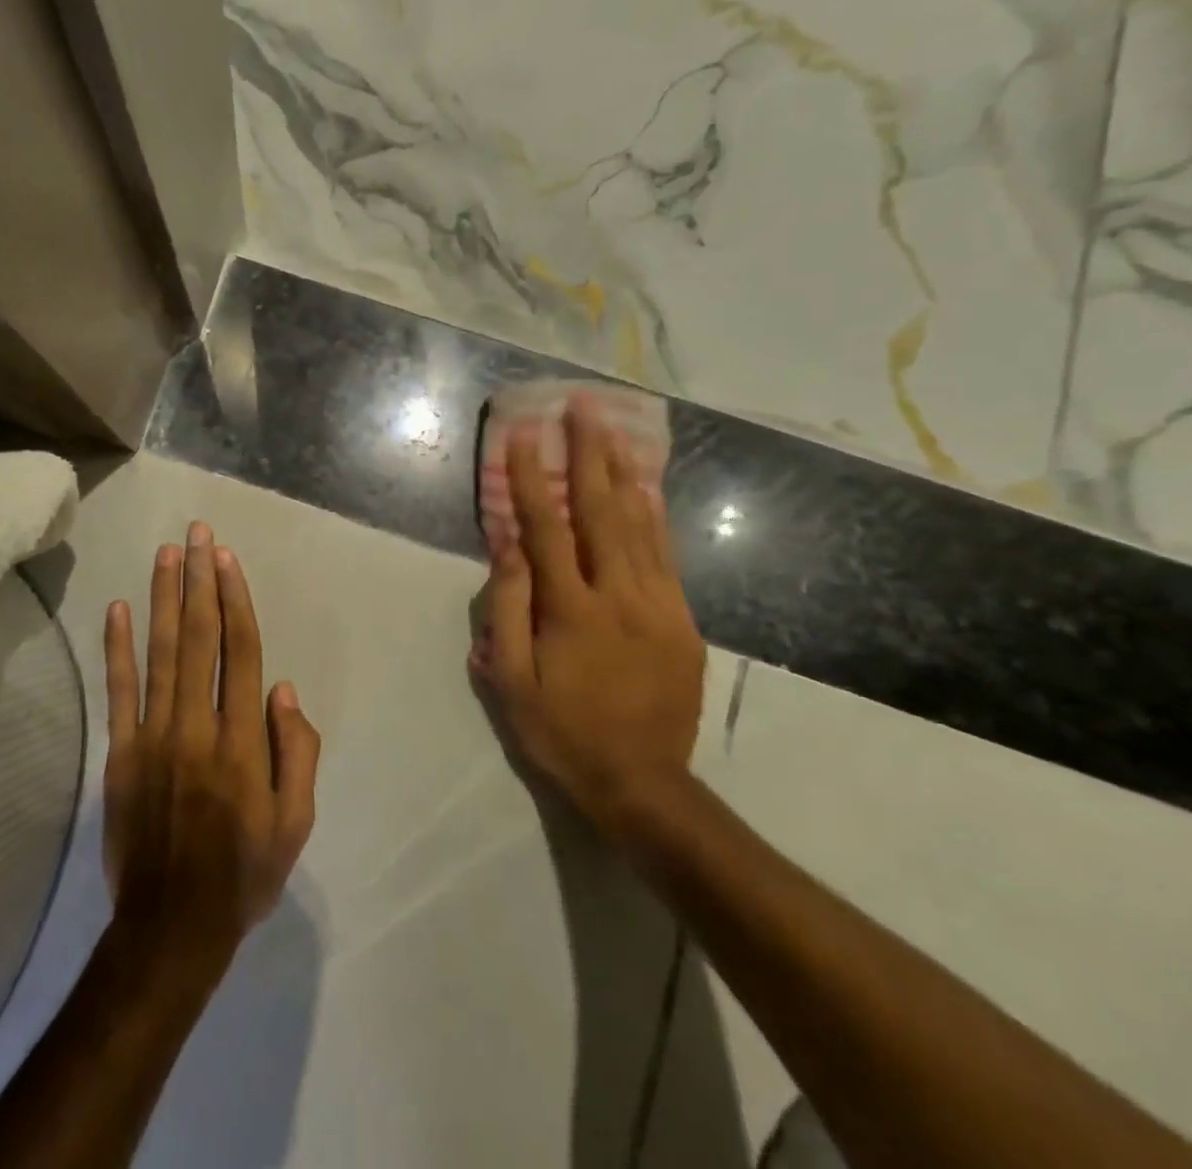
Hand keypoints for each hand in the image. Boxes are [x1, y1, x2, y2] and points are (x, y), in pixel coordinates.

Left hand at [102, 522, 320, 977]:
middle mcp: (197, 725)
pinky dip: (117, 648)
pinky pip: (119, 692)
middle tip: (197, 534)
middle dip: (198, 580)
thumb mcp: (296, 823)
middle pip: (199, 638)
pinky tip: (118, 609)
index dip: (234, 600)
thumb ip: (297, 752)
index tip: (226, 559)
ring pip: (160, 653)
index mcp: (242, 741)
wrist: (171, 927)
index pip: (240, 652)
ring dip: (162, 598)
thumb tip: (283, 690)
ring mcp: (153, 737)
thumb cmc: (244, 873)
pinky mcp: (120, 753)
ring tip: (166, 554)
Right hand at [479, 393, 704, 839]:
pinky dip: (654, 516)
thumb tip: (507, 547)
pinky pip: (666, 556)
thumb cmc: (560, 731)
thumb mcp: (512, 680)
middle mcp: (620, 597)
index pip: (547, 528)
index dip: (533, 478)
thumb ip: (508, 609)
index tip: (524, 433)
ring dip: (624, 472)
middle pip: (604, 511)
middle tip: (584, 406)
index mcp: (572, 612)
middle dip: (591, 453)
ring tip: (615, 430)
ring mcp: (660, 607)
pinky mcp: (683, 621)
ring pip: (641, 526)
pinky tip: (645, 489)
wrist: (642, 784)